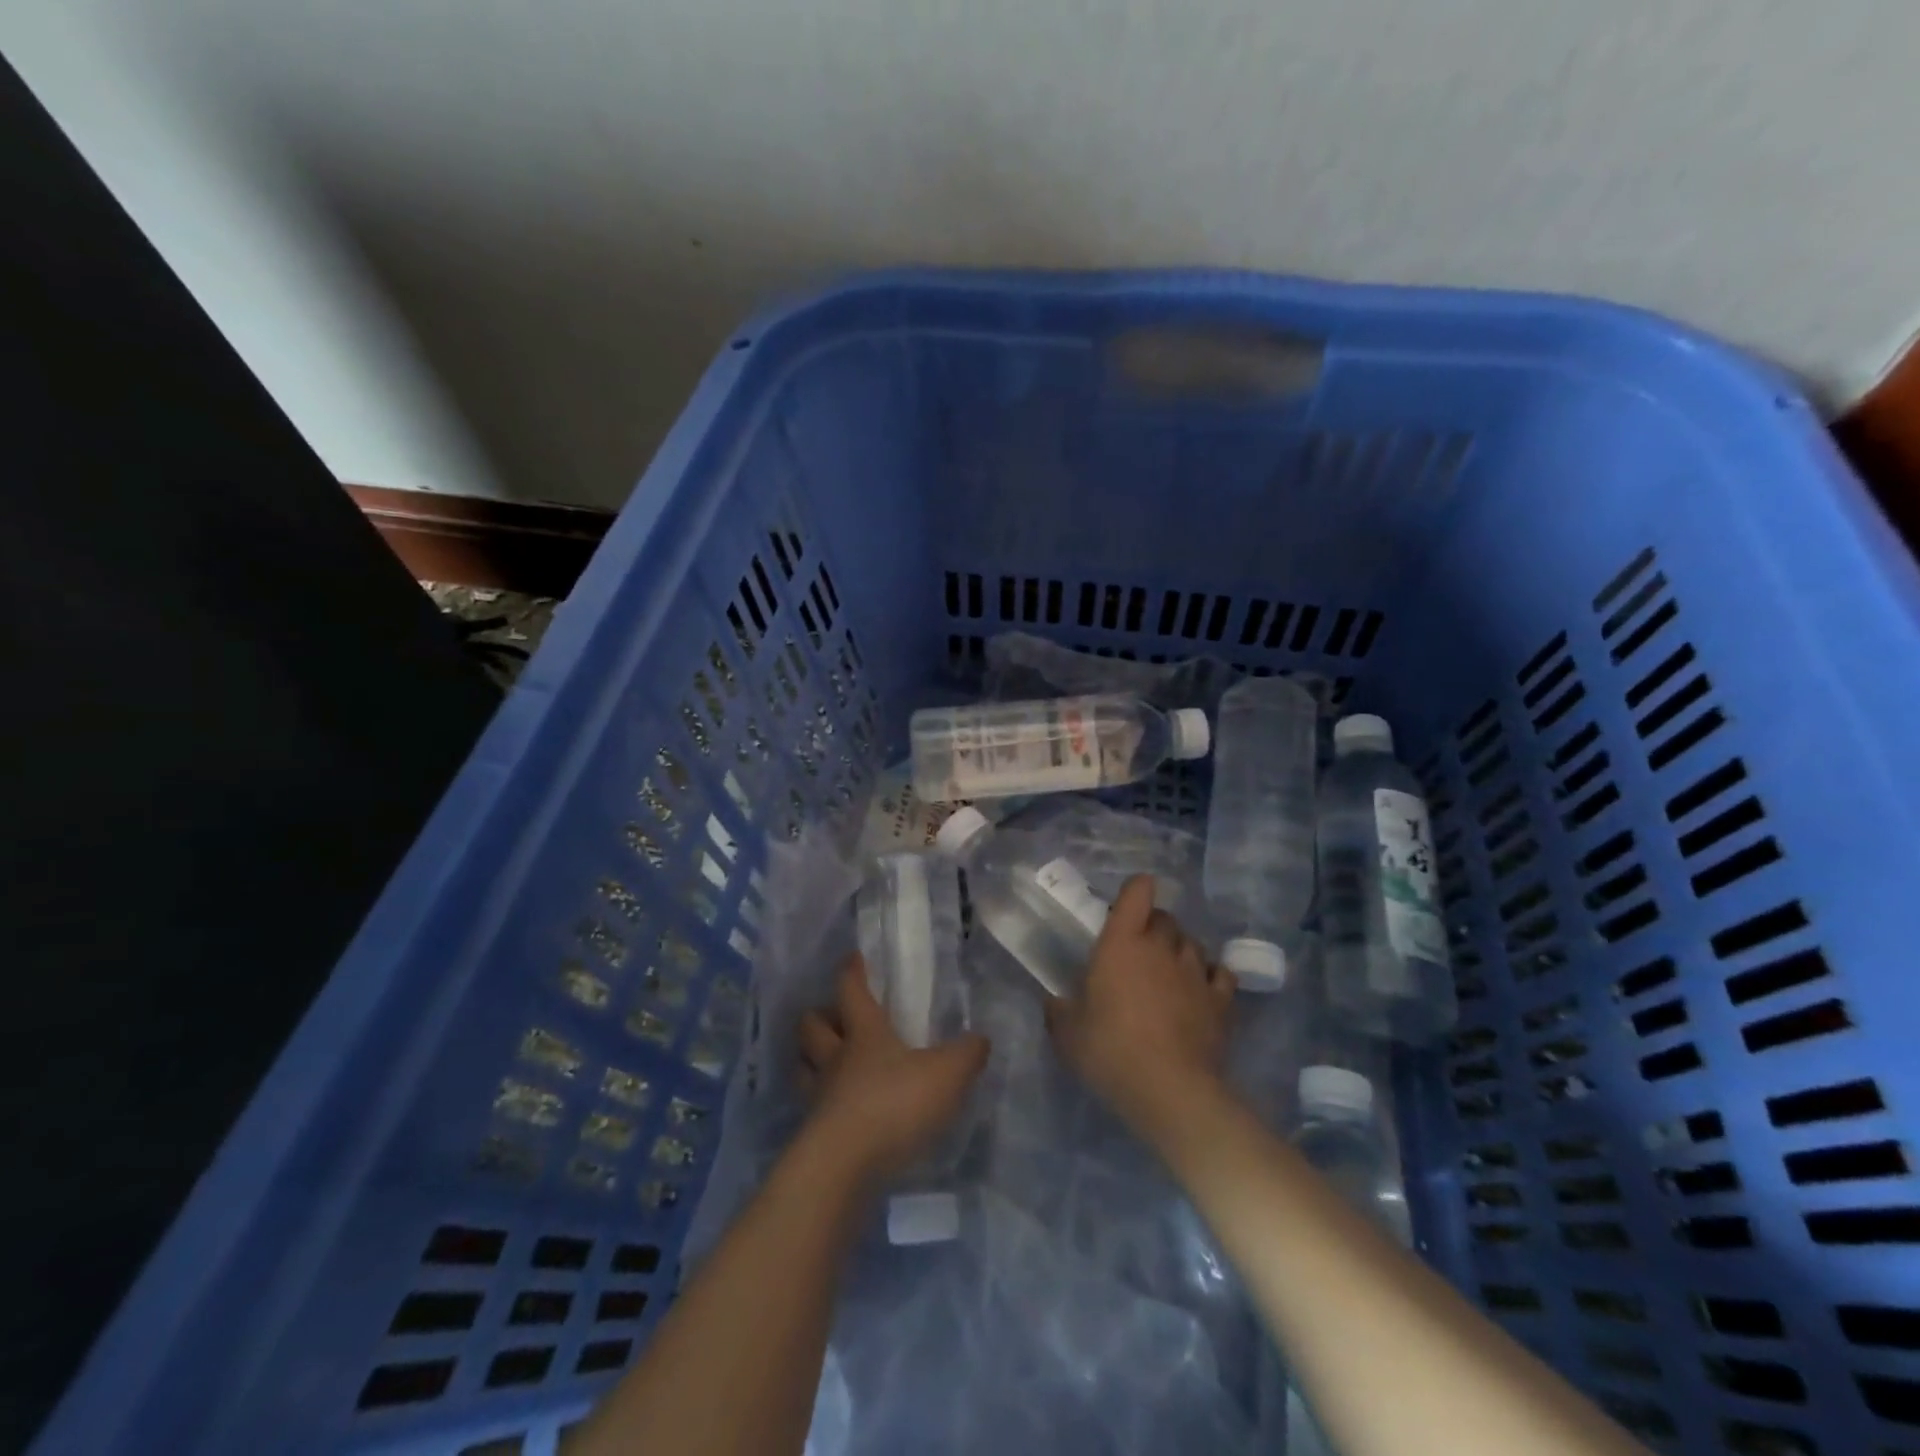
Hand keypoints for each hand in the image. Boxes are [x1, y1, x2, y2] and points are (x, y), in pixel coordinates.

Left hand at [797, 954, 989, 1183]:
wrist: (845, 1168)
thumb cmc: (894, 1104)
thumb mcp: (946, 1074)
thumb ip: (967, 1054)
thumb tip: (980, 1039)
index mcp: (864, 1034)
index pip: (851, 990)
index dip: (852, 971)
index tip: (852, 958)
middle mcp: (835, 1059)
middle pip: (811, 1027)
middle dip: (819, 1016)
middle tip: (833, 1016)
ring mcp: (818, 1099)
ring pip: (803, 1067)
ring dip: (810, 1060)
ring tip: (826, 1063)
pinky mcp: (813, 1136)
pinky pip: (810, 1110)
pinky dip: (819, 1105)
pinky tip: (837, 1113)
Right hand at [1045, 875, 1235, 1136]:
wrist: (1169, 1090)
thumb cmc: (1110, 1050)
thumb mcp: (1067, 1033)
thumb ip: (1059, 1010)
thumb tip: (1055, 1001)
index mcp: (1121, 942)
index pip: (1137, 892)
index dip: (1135, 891)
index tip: (1125, 908)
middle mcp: (1161, 946)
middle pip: (1166, 918)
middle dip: (1154, 928)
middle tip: (1139, 952)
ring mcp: (1195, 972)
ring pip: (1193, 944)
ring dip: (1181, 951)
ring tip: (1170, 974)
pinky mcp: (1221, 1000)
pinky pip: (1220, 975)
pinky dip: (1211, 978)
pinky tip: (1202, 993)